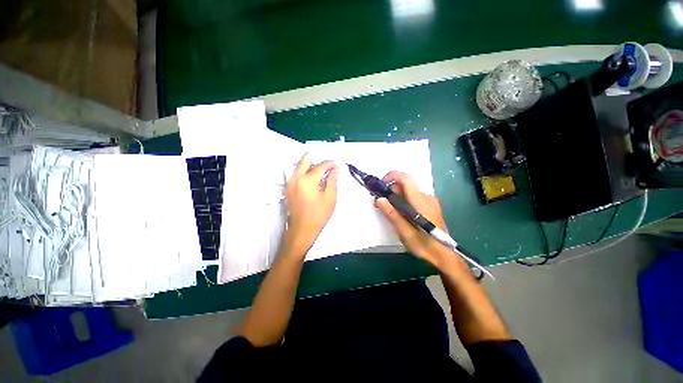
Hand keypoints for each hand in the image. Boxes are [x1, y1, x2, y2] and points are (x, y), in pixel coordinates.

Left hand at [283, 153, 338, 255]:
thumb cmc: (318, 215)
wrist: (302, 229)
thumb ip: (333, 180)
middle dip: (318, 160)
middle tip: (327, 166)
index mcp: (308, 180)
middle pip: (305, 159)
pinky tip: (313, 181)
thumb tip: (335, 169)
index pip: (321, 165)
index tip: (337, 165)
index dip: (331, 164)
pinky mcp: (288, 188)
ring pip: (300, 166)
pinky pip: (297, 174)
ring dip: (311, 166)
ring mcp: (290, 182)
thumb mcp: (330, 198)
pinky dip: (305, 172)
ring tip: (322, 174)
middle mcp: (296, 177)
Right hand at [374, 171, 452, 266]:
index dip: (392, 176)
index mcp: (420, 201)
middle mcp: (426, 197)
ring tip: (391, 212)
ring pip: (409, 192)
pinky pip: (414, 197)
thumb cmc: (424, 244)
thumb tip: (379, 199)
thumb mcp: (404, 231)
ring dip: (397, 198)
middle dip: (391, 191)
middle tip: (382, 204)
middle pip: (406, 185)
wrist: (444, 254)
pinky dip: (404, 201)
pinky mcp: (431, 206)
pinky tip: (402, 214)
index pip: (406, 179)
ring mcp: (430, 201)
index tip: (381, 184)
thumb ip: (391, 214)